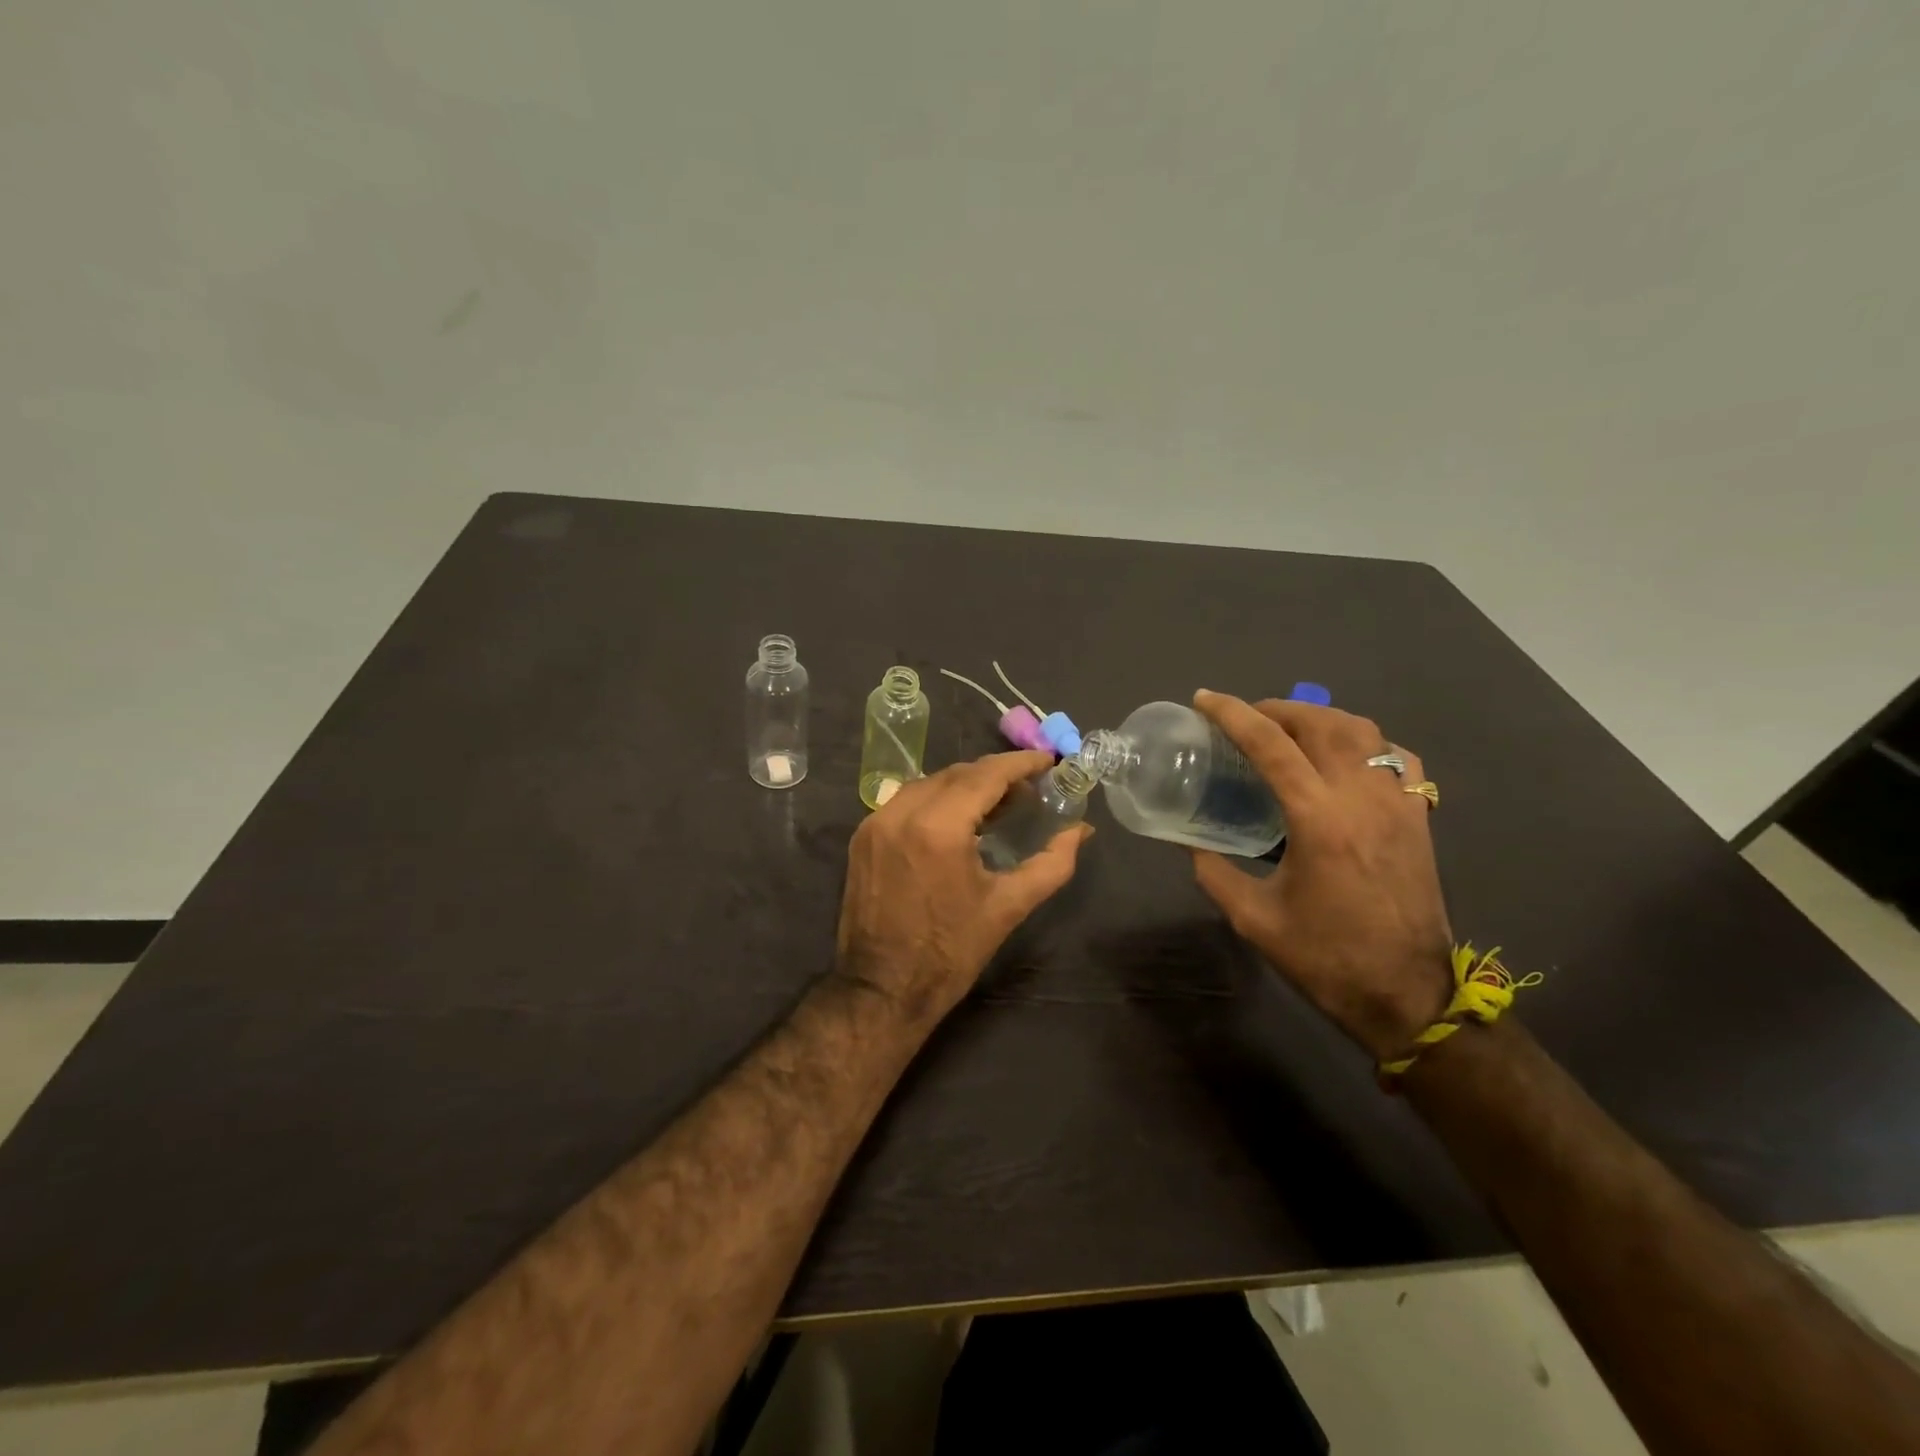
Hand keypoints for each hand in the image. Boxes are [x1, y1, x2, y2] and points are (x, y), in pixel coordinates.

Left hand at [837, 751, 1092, 1027]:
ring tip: (997, 802)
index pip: (985, 774)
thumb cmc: (951, 951)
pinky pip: (905, 801)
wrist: (882, 989)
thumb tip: (1081, 831)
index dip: (1020, 763)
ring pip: (929, 783)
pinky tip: (957, 819)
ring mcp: (875, 822)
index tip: (1048, 760)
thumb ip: (1052, 863)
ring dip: (964, 785)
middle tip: (1028, 787)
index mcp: (939, 827)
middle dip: (995, 773)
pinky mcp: (863, 836)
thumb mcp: (1008, 907)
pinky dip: (936, 799)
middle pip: (957, 773)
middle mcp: (902, 812)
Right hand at [1190, 690, 1453, 1060]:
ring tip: (1290, 728)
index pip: (1271, 745)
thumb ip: (1215, 872)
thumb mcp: (1253, 919)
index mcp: (1317, 821)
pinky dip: (1366, 744)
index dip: (1233, 715)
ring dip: (1320, 718)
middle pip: (1320, 723)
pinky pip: (1398, 759)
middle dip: (1276, 708)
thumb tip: (1191, 842)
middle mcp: (1361, 799)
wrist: (1408, 994)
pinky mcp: (1419, 819)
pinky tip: (1347, 757)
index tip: (1204, 700)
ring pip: (1363, 732)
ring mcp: (1398, 805)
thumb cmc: (1326, 958)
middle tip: (1244, 717)